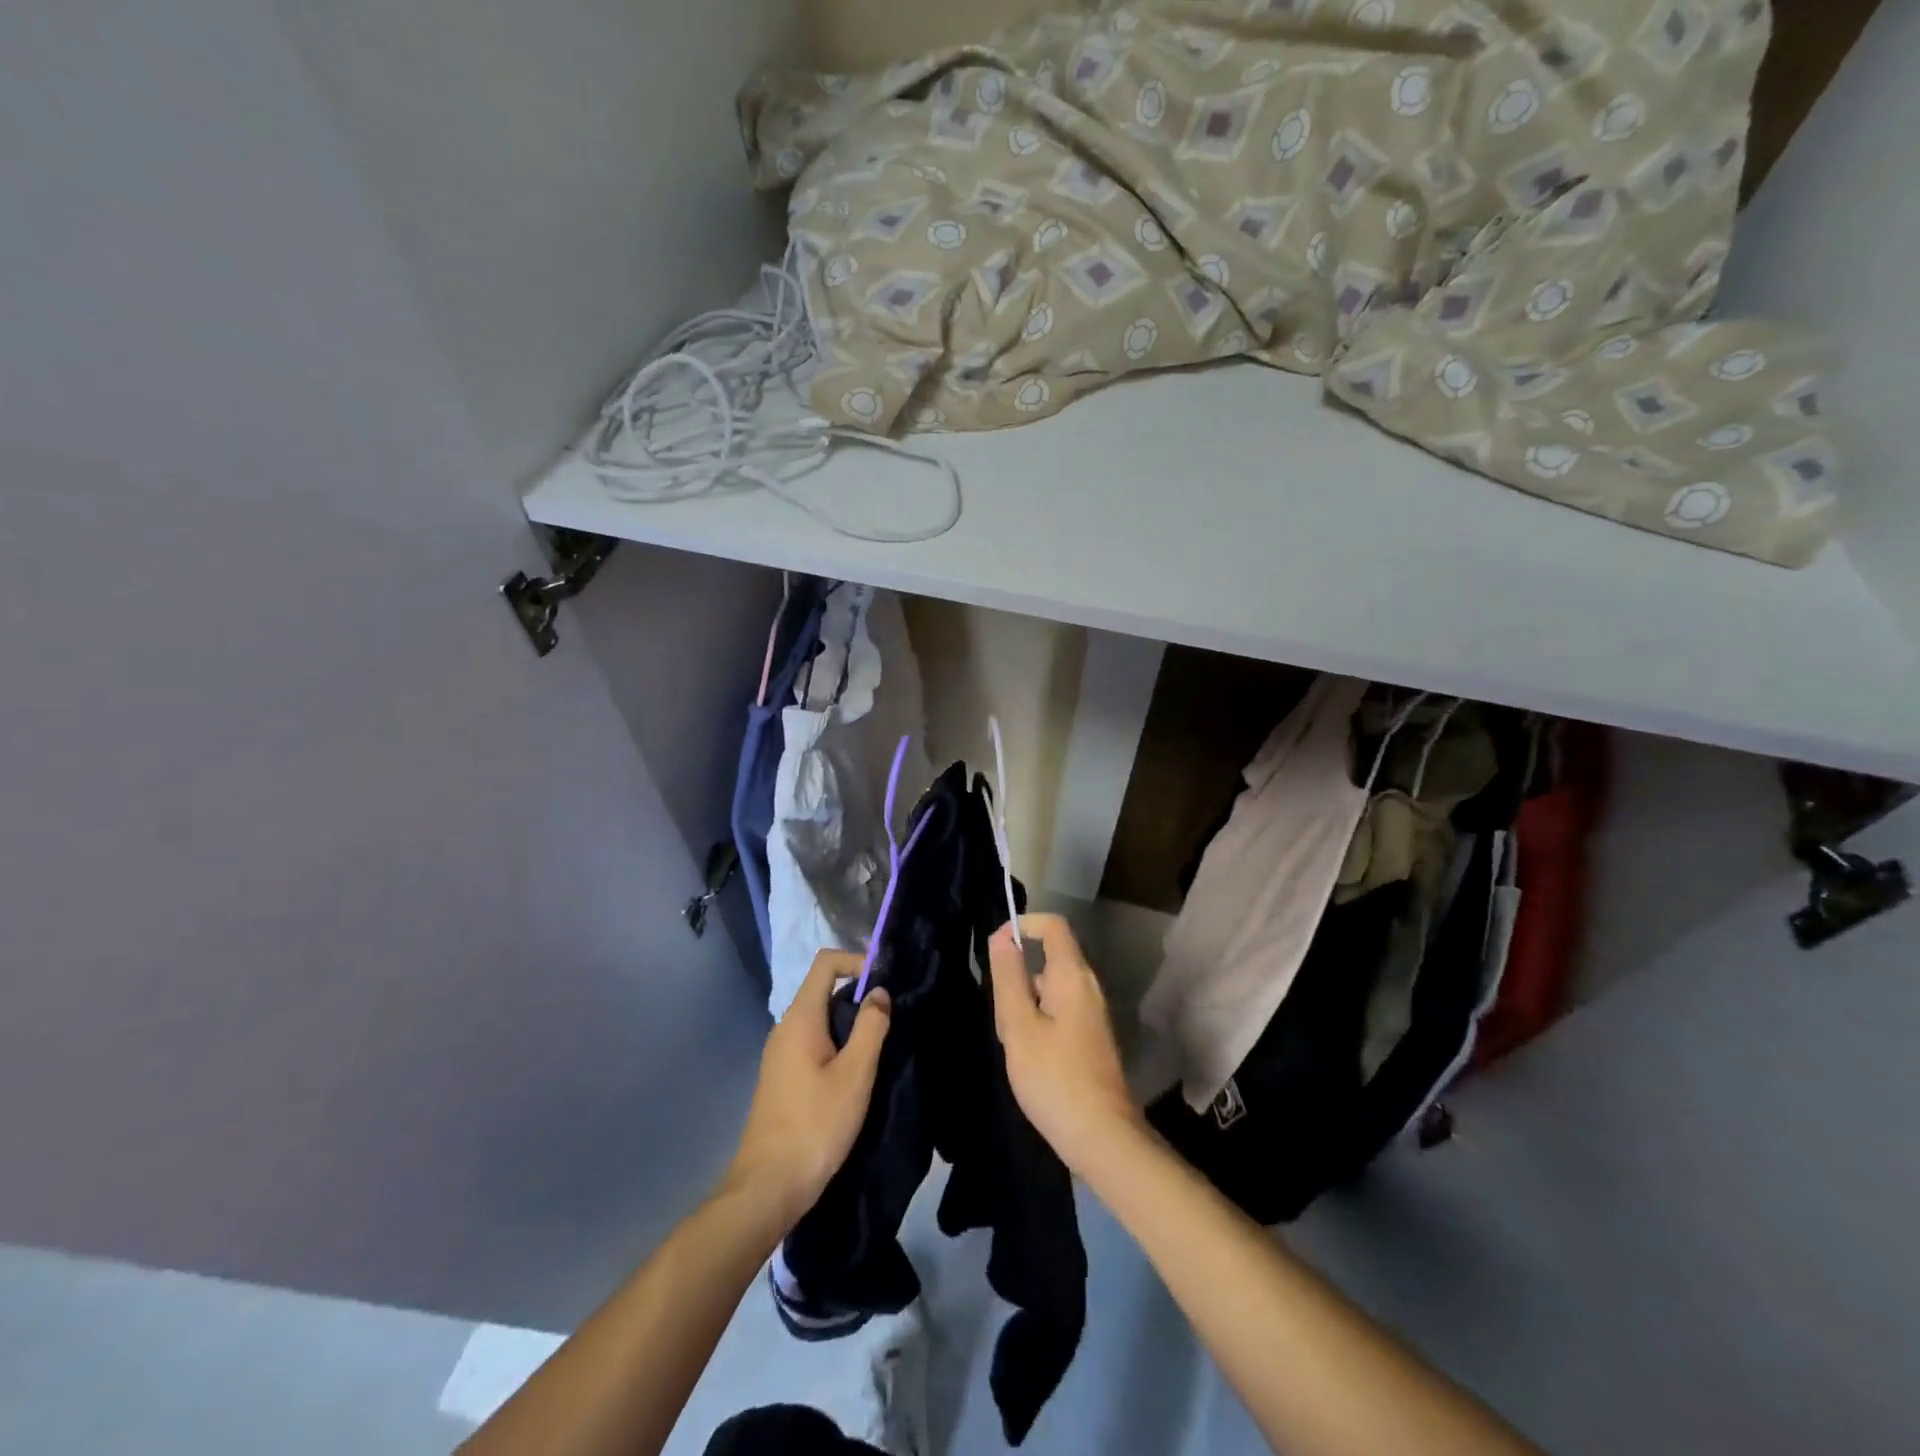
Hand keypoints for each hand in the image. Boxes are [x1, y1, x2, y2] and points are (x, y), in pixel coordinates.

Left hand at [724, 949, 891, 1227]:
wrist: (768, 1185)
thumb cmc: (816, 1124)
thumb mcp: (855, 1074)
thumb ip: (871, 1027)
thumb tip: (879, 992)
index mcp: (800, 1018)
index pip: (825, 963)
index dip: (856, 960)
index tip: (885, 981)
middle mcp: (785, 1027)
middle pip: (823, 989)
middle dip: (857, 994)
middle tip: (890, 1016)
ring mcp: (780, 1053)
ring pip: (819, 1018)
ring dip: (849, 1022)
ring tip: (878, 1044)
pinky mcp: (782, 1076)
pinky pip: (812, 1042)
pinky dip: (836, 1043)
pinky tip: (855, 1072)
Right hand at [988, 913, 1142, 1174]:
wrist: (1102, 1136)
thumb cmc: (1054, 1077)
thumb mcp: (1018, 1025)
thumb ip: (1008, 977)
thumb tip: (1003, 936)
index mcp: (1073, 975)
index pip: (1052, 925)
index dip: (1023, 924)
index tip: (995, 947)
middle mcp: (1089, 985)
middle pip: (1053, 955)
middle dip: (1019, 969)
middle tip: (997, 1006)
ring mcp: (1095, 1012)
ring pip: (1055, 985)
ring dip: (1027, 997)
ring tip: (1010, 1036)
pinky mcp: (1093, 1036)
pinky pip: (1063, 1008)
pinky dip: (1040, 1016)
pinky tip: (1028, 1053)